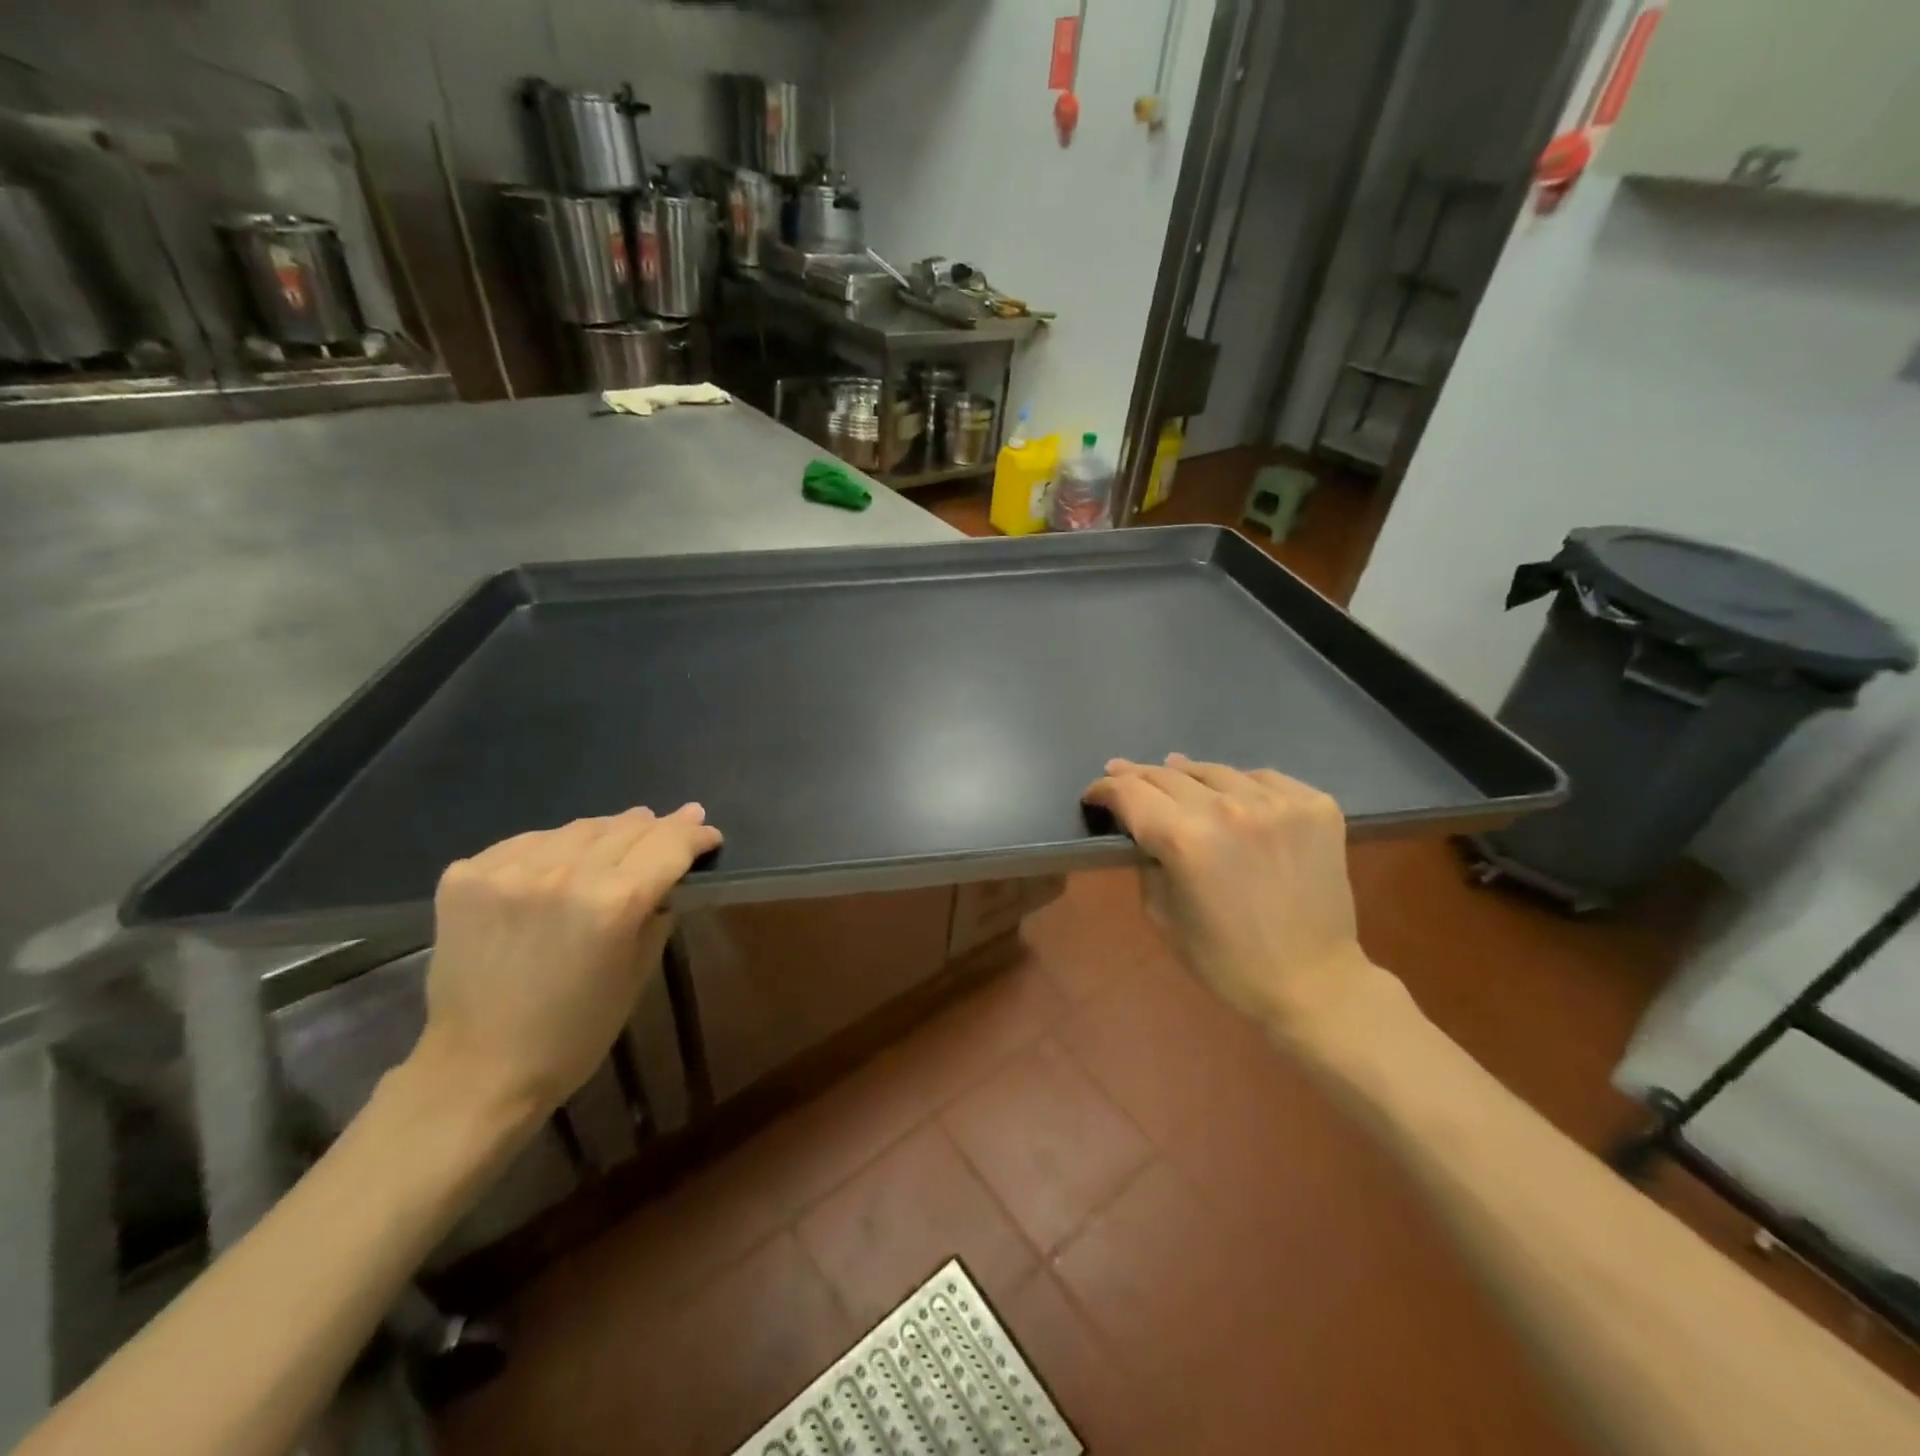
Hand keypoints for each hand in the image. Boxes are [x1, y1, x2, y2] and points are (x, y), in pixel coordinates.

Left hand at [410, 804, 721, 1123]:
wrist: (475, 1071)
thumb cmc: (574, 1033)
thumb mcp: (638, 973)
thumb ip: (657, 912)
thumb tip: (669, 875)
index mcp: (614, 901)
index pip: (669, 844)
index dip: (696, 835)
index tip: (708, 834)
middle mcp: (564, 872)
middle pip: (627, 827)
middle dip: (657, 827)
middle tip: (673, 827)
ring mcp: (509, 870)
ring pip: (578, 828)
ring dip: (607, 834)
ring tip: (619, 841)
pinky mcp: (466, 875)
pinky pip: (527, 843)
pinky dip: (553, 849)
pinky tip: (559, 865)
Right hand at [1083, 755, 1378, 1038]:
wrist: (1313, 981)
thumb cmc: (1226, 961)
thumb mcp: (1162, 916)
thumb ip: (1147, 862)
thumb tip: (1144, 828)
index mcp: (1184, 840)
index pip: (1130, 792)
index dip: (1104, 788)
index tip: (1094, 793)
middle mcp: (1229, 809)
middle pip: (1168, 774)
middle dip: (1138, 775)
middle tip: (1121, 773)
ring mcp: (1277, 803)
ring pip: (1216, 771)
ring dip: (1188, 775)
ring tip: (1175, 774)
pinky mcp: (1315, 805)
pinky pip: (1264, 778)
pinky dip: (1241, 785)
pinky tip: (1235, 796)